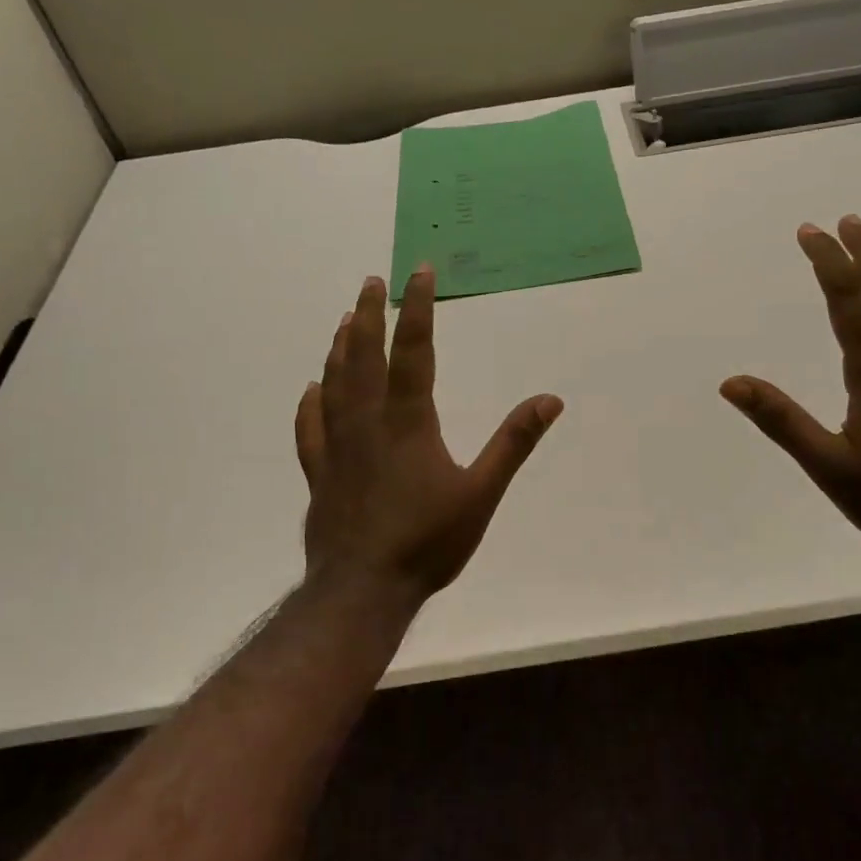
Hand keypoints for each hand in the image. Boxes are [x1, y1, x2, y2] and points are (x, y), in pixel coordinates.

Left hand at [295, 267, 562, 604]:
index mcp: (408, 422)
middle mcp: (367, 423)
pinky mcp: (320, 473)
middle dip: (369, 315)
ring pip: (334, 383)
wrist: (363, 589)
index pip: (414, 351)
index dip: (417, 309)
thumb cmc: (428, 542)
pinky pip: (310, 427)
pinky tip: (311, 389)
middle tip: (371, 282)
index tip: (418, 272)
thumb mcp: (482, 493)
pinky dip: (310, 403)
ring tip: (344, 320)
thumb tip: (550, 399)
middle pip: (364, 356)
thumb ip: (513, 443)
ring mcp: (337, 447)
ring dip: (340, 347)